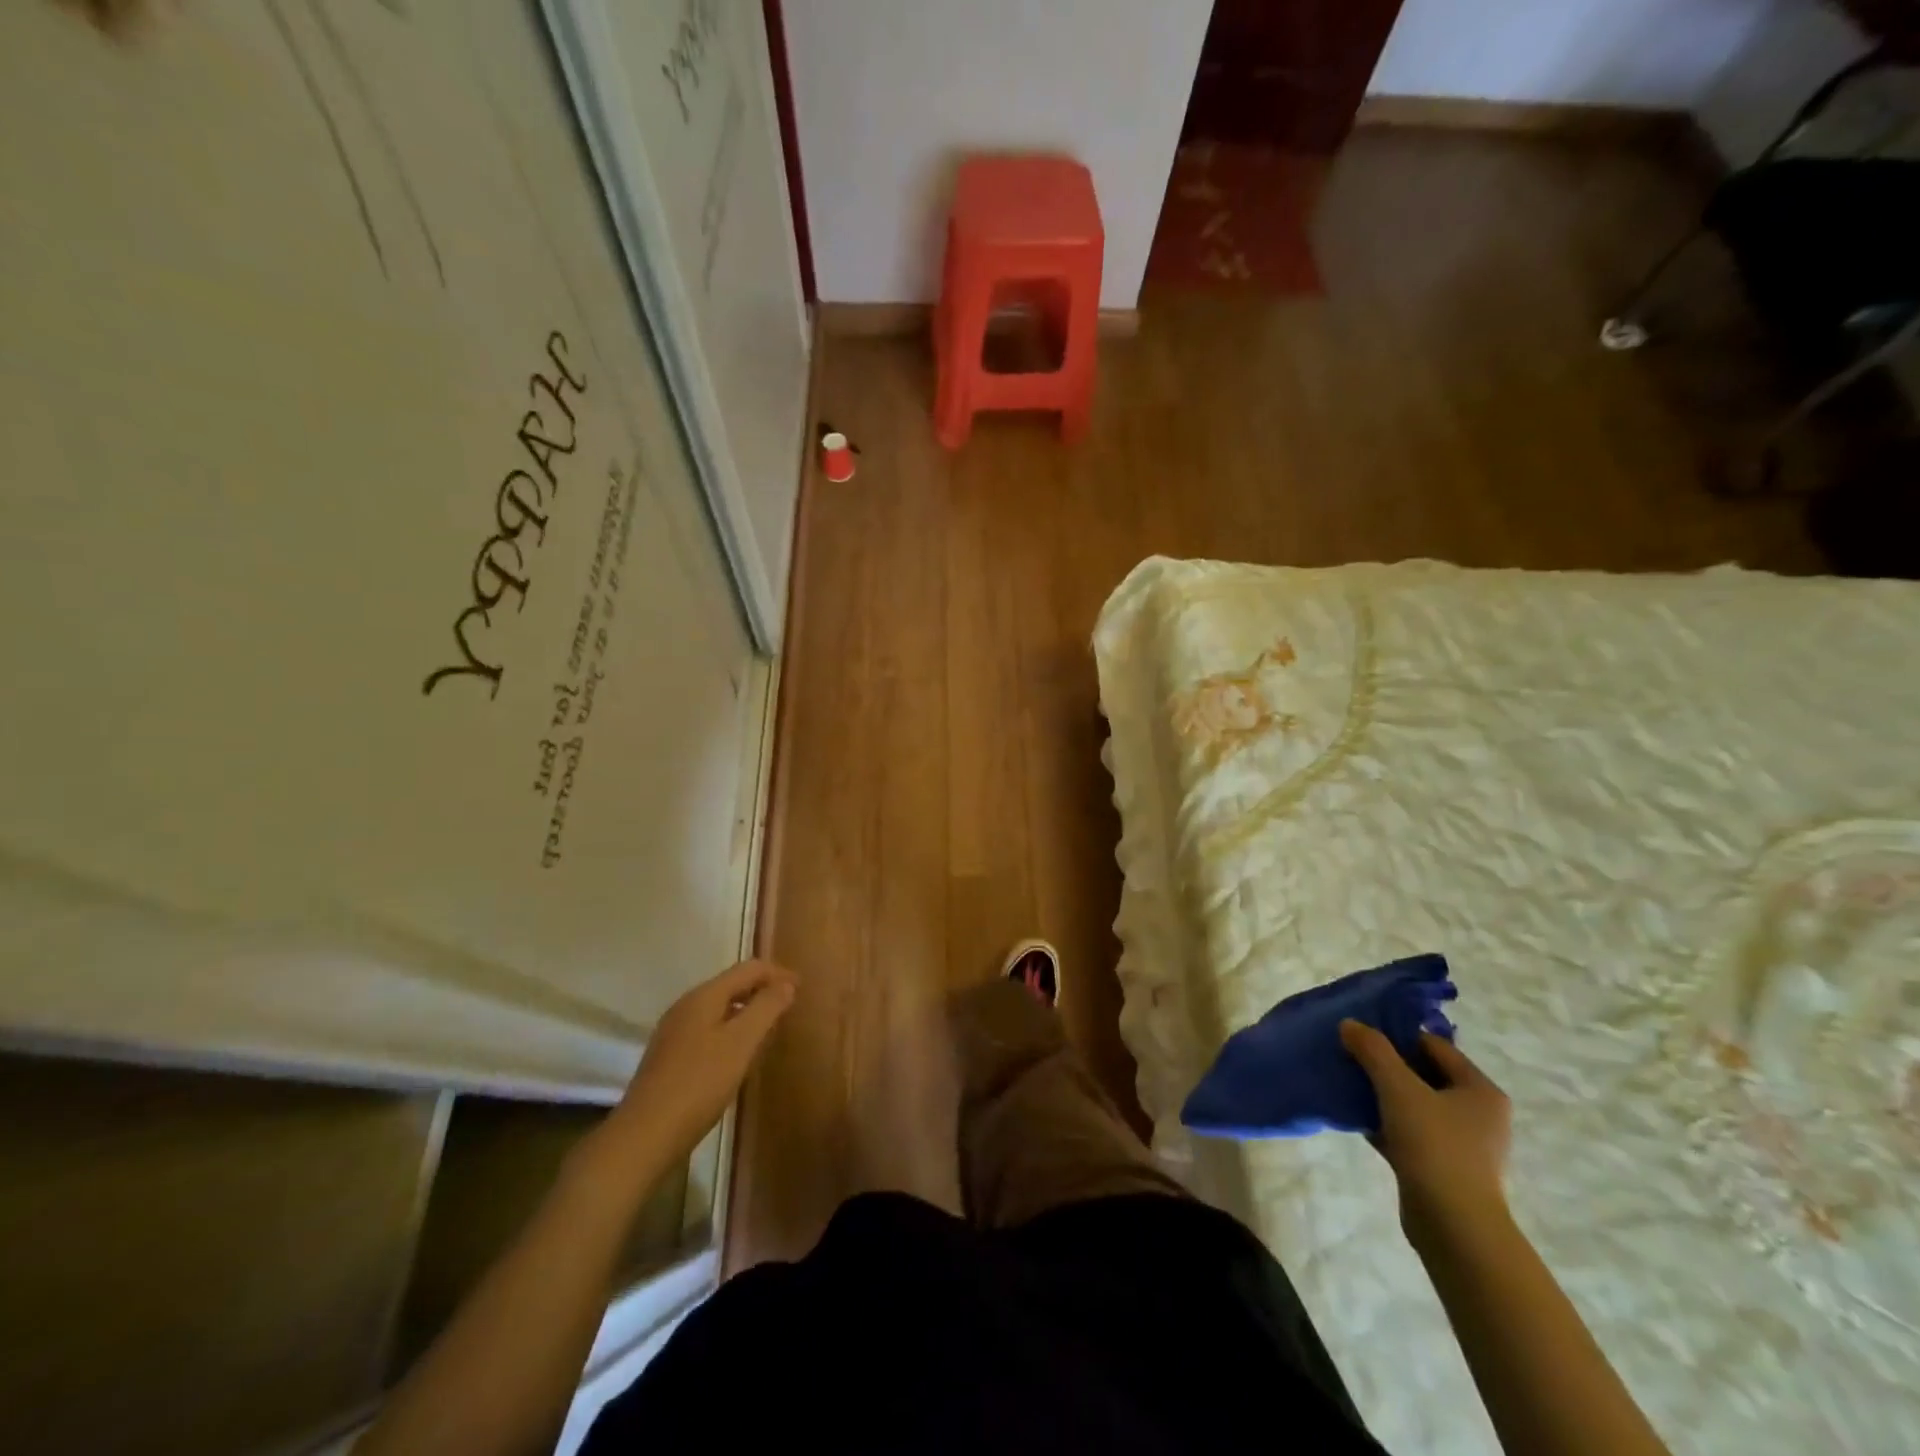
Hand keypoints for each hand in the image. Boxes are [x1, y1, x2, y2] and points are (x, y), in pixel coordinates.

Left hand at [606, 960, 797, 1168]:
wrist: (644, 1136)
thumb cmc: (699, 1084)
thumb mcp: (741, 1043)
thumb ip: (766, 1008)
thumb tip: (786, 983)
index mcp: (704, 996)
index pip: (748, 968)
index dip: (777, 973)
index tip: (802, 988)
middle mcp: (686, 1006)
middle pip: (731, 984)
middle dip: (762, 989)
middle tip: (789, 1006)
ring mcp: (674, 1031)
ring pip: (719, 1008)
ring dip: (747, 1010)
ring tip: (769, 1028)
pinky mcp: (669, 1056)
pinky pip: (708, 1029)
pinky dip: (731, 1029)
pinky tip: (738, 1054)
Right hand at [1340, 1021, 1511, 1245]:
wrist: (1454, 1228)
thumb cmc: (1435, 1146)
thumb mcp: (1398, 1088)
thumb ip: (1373, 1050)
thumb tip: (1350, 1024)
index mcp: (1480, 1090)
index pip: (1435, 1046)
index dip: (1398, 1036)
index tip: (1361, 1035)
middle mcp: (1479, 1115)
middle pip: (1425, 1075)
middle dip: (1386, 1066)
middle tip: (1351, 1057)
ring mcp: (1464, 1145)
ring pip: (1416, 1106)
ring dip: (1384, 1095)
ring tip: (1349, 1086)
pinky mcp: (1445, 1169)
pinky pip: (1411, 1133)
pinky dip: (1387, 1124)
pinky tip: (1358, 1120)